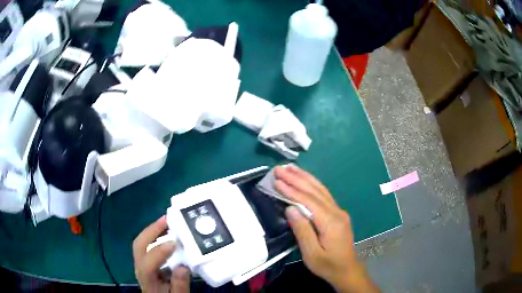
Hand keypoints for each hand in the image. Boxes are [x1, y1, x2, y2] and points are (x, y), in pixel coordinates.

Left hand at [133, 216, 190, 292]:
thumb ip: (180, 285)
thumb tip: (183, 267)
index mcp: (148, 281)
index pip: (147, 265)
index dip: (159, 252)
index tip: (175, 243)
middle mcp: (140, 269)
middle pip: (139, 246)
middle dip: (151, 231)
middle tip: (167, 220)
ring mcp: (141, 263)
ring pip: (141, 242)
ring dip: (152, 230)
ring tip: (167, 221)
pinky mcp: (145, 261)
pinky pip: (146, 244)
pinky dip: (154, 235)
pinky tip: (165, 232)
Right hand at [274, 165, 378, 292]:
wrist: (347, 269)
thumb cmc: (327, 265)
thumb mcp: (311, 254)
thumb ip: (302, 230)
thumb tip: (290, 208)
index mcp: (331, 222)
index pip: (309, 201)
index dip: (292, 190)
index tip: (277, 180)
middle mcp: (337, 212)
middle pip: (315, 191)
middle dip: (296, 178)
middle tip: (280, 168)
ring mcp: (339, 211)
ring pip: (321, 189)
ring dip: (305, 177)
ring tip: (290, 167)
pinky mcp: (338, 213)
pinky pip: (324, 195)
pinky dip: (312, 184)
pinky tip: (305, 179)